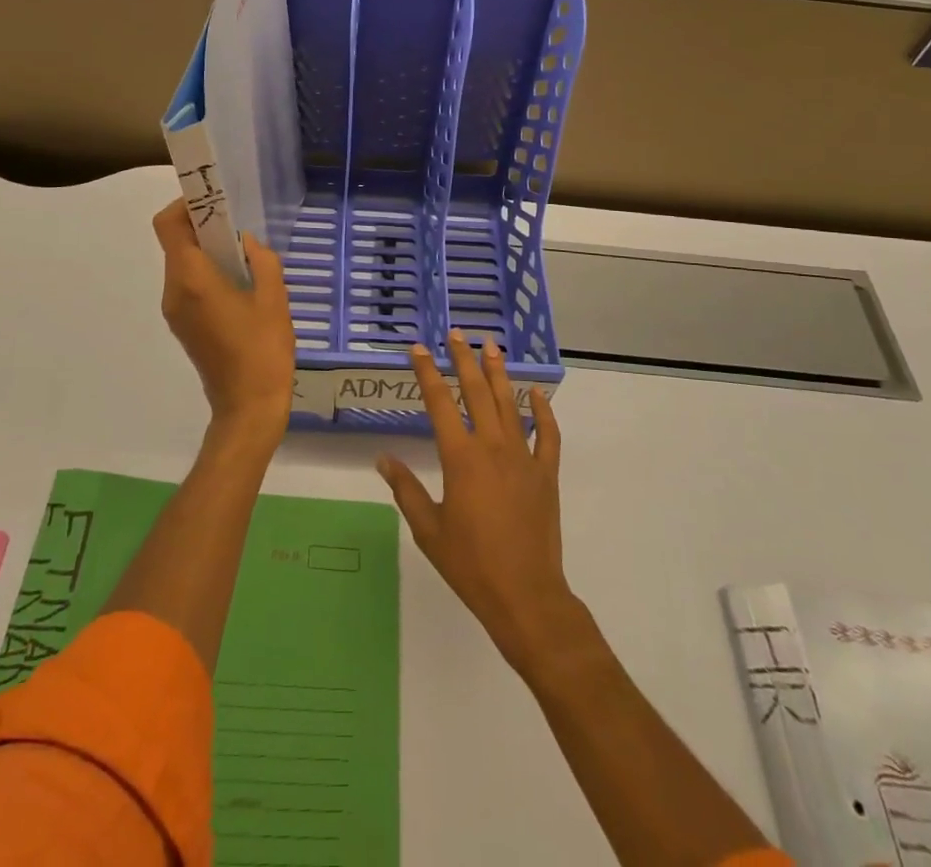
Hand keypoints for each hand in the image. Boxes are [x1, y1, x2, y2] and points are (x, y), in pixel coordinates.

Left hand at [153, 198, 296, 450]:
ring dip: (206, 252)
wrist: (248, 407)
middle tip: (237, 226)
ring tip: (244, 257)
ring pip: (182, 265)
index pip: (168, 225)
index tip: (214, 201)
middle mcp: (174, 291)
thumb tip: (246, 243)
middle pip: (175, 243)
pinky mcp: (183, 326)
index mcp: (192, 279)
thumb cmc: (263, 350)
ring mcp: (175, 311)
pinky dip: (206, 273)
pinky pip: (188, 286)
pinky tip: (239, 285)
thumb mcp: (274, 299)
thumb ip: (261, 260)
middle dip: (202, 227)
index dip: (185, 205)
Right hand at [376, 331, 582, 681]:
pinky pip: (547, 435)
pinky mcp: (546, 473)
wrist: (525, 595)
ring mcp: (523, 457)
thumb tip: (383, 459)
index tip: (418, 349)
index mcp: (460, 457)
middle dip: (464, 359)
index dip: (427, 372)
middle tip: (457, 334)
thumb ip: (406, 489)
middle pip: (475, 392)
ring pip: (509, 404)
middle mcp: (492, 446)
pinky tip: (536, 394)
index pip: (439, 402)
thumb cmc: (470, 564)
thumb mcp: (428, 529)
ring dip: (498, 373)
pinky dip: (543, 412)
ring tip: (491, 346)